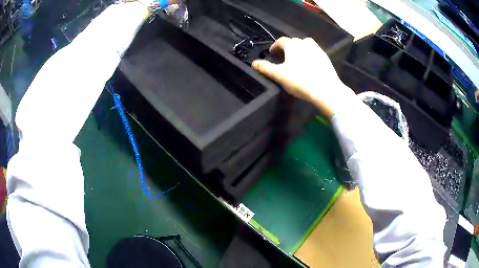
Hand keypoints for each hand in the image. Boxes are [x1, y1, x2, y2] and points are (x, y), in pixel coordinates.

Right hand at [252, 37, 355, 117]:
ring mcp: (317, 50)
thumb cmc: (300, 81)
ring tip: (297, 59)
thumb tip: (253, 63)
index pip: (281, 41)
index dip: (274, 46)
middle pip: (293, 42)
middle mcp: (305, 43)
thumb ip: (265, 68)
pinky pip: (315, 53)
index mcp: (292, 45)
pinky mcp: (326, 58)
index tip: (271, 53)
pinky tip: (309, 66)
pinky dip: (310, 56)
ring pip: (306, 45)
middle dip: (287, 47)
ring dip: (299, 49)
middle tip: (283, 57)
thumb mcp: (279, 75)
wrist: (326, 90)